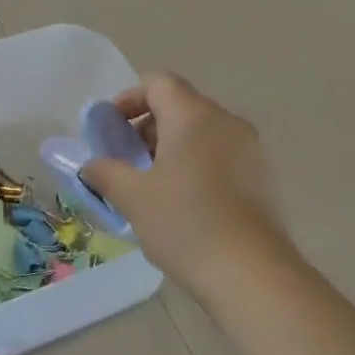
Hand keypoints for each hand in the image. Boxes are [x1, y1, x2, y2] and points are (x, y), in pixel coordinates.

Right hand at [80, 72, 292, 298]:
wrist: (250, 272)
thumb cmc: (184, 223)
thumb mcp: (132, 197)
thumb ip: (105, 172)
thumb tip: (91, 165)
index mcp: (194, 116)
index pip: (158, 83)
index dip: (128, 99)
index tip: (110, 130)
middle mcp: (226, 122)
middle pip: (180, 106)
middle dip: (146, 128)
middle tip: (124, 162)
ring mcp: (250, 149)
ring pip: (201, 134)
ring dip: (170, 149)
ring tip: (149, 187)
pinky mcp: (262, 178)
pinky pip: (220, 157)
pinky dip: (195, 166)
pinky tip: (182, 203)